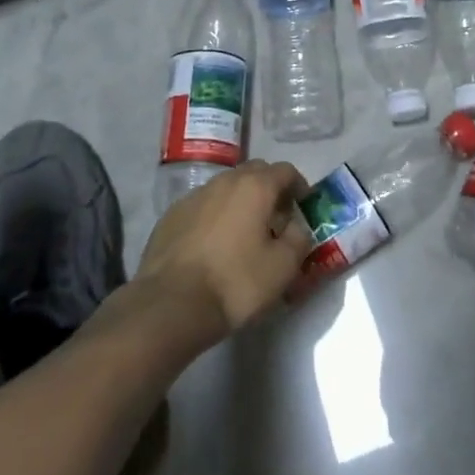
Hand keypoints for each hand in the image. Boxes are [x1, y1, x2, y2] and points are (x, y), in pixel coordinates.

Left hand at [135, 161, 313, 340]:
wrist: (171, 304)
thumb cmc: (235, 282)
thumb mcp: (283, 267)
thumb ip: (299, 239)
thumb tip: (295, 227)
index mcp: (254, 187)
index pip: (285, 170)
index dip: (299, 186)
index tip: (303, 207)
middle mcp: (224, 181)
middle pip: (254, 172)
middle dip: (269, 189)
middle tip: (276, 219)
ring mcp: (194, 196)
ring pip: (226, 187)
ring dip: (240, 201)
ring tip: (244, 233)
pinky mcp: (171, 215)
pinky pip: (203, 205)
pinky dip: (215, 216)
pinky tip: (214, 245)